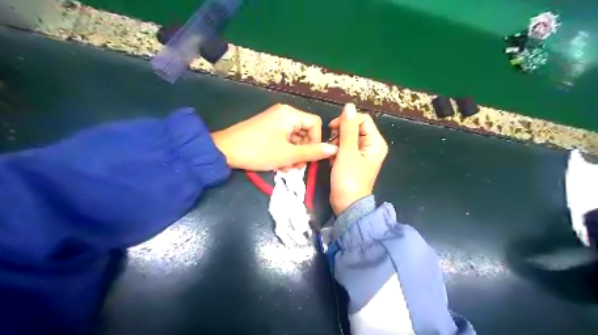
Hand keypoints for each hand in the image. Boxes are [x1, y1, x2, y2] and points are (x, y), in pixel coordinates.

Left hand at [213, 104, 338, 170]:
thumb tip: (334, 149)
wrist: (225, 151)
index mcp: (291, 114)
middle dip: (303, 151)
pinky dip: (284, 151)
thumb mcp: (289, 154)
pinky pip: (283, 139)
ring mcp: (274, 120)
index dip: (316, 141)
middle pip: (304, 131)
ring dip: (293, 154)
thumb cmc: (259, 151)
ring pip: (293, 138)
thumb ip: (313, 152)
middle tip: (297, 167)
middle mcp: (284, 113)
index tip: (310, 158)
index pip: (315, 124)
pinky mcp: (266, 128)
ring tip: (286, 168)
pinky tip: (279, 164)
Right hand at [326, 104, 388, 215]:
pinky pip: (344, 147)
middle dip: (340, 134)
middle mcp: (371, 146)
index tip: (332, 128)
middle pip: (355, 128)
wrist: (346, 204)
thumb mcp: (347, 152)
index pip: (362, 120)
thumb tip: (349, 106)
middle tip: (332, 145)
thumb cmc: (348, 179)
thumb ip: (348, 129)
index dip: (346, 121)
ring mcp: (362, 153)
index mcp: (375, 142)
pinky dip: (337, 151)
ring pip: (347, 137)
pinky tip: (333, 160)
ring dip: (336, 143)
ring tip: (332, 154)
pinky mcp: (353, 160)